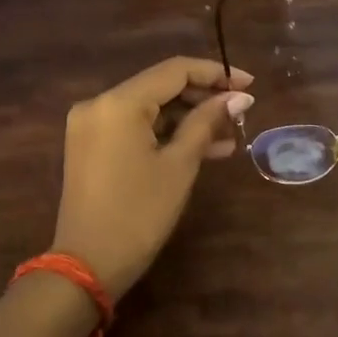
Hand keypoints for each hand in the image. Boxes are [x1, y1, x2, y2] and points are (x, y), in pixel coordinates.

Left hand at [52, 57, 254, 298]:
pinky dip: (166, 133)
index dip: (215, 73)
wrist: (88, 266)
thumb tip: (238, 96)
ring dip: (188, 118)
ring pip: (150, 108)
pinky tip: (203, 148)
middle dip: (203, 97)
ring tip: (229, 135)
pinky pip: (135, 127)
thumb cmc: (139, 213)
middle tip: (241, 111)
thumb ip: (207, 122)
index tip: (249, 84)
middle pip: (160, 86)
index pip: (174, 70)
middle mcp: (99, 104)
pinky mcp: (91, 145)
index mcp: (119, 102)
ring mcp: (91, 125)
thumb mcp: (179, 165)